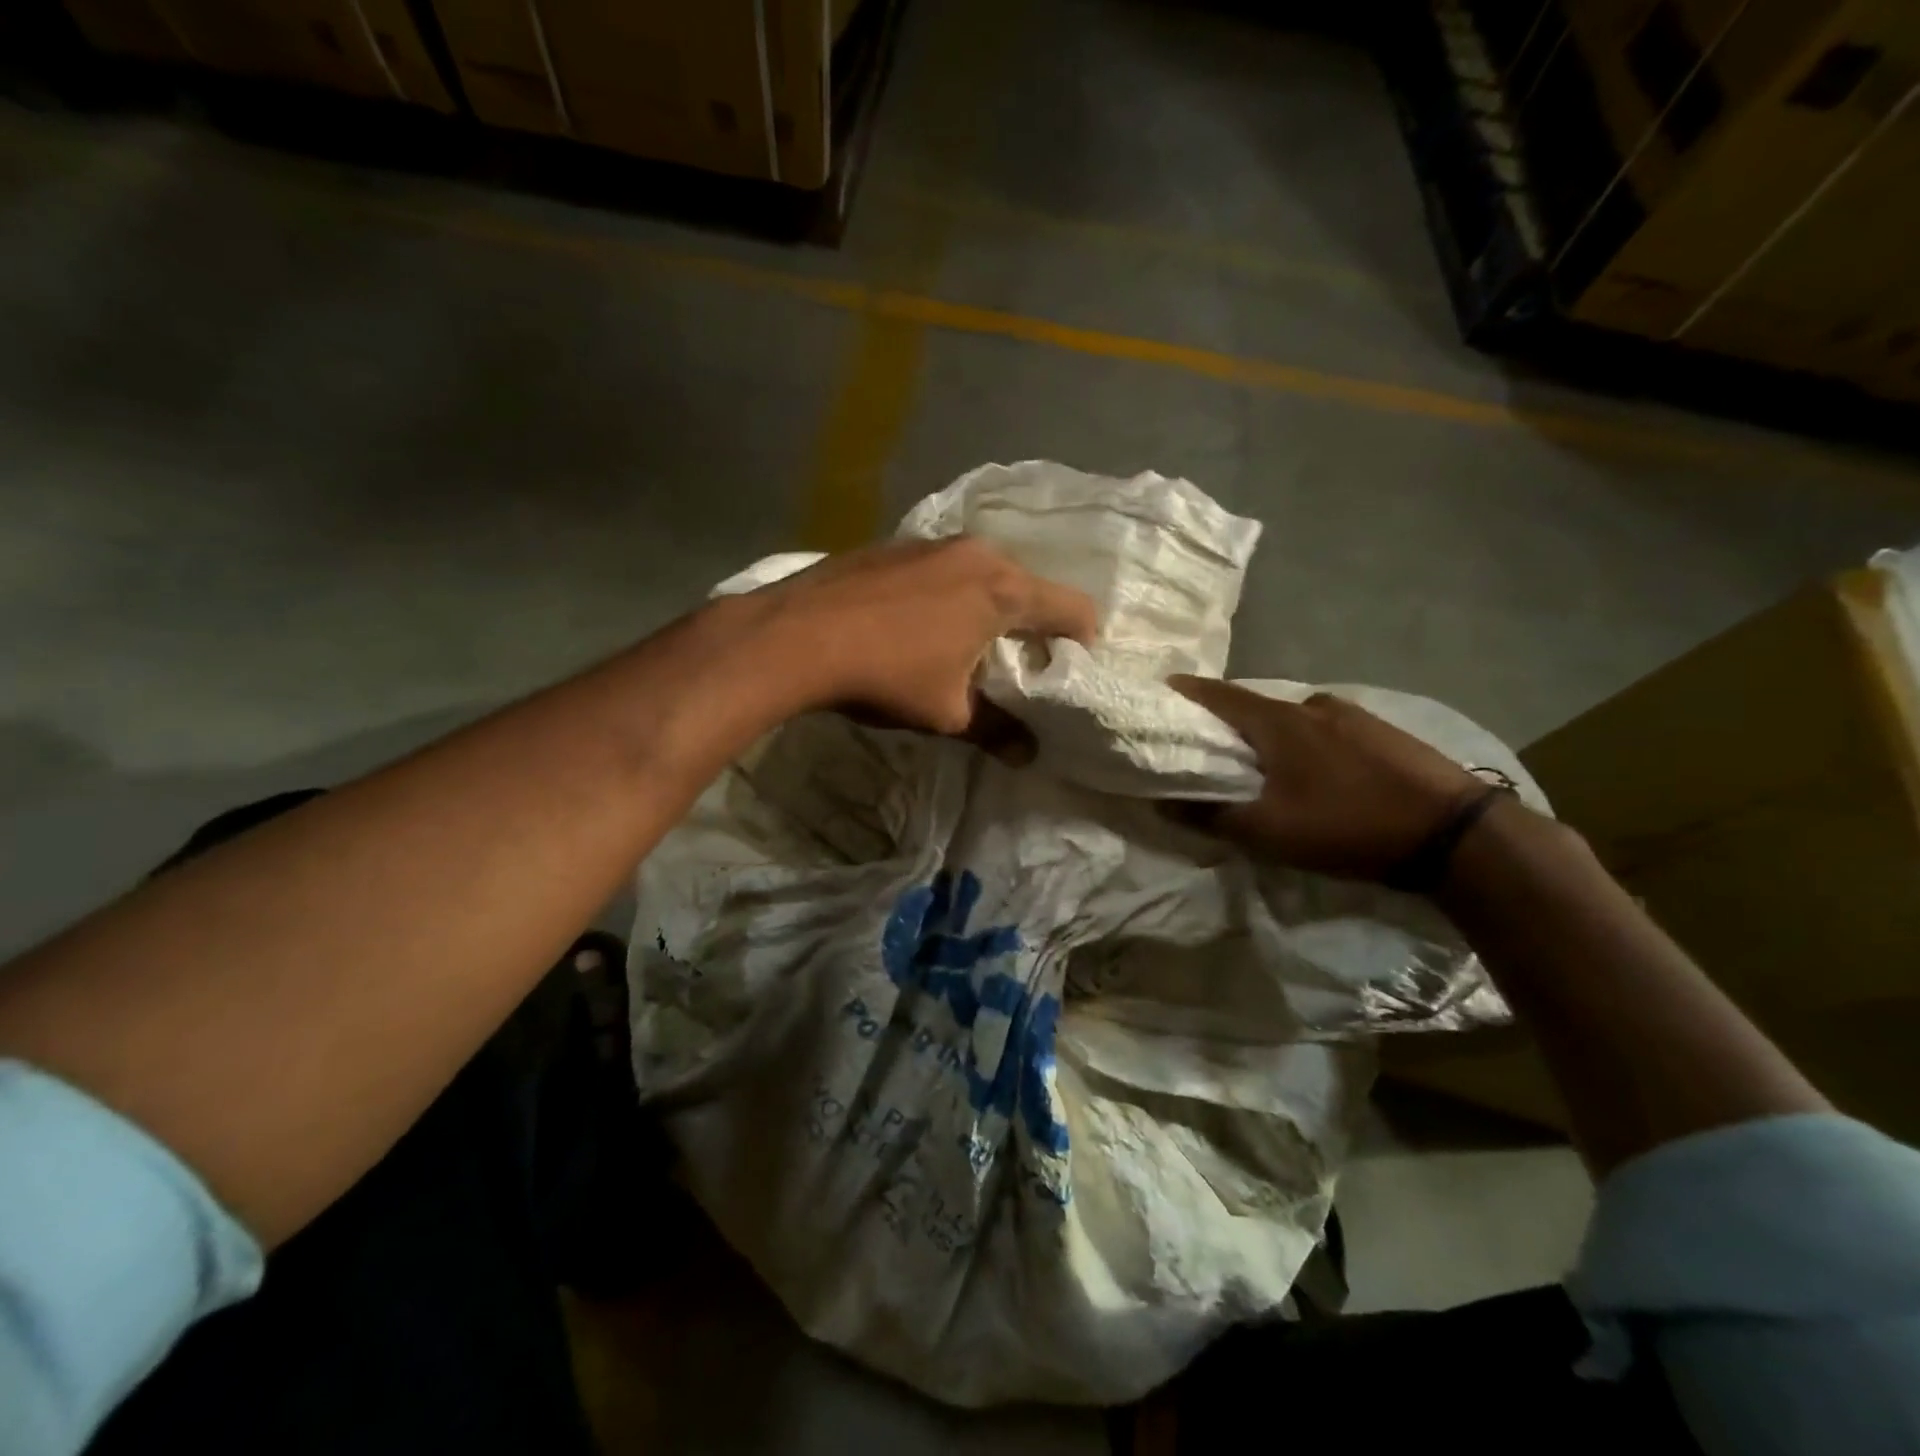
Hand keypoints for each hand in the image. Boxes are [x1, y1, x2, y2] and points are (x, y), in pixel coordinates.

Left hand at [748, 538, 1098, 734]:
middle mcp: (977, 552)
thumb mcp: (948, 713)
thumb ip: (996, 730)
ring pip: (983, 573)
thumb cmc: (886, 674)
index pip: (1073, 607)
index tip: (1069, 668)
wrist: (796, 635)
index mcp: (1003, 590)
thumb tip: (1026, 755)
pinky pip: (942, 567)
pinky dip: (948, 593)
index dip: (1081, 640)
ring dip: (986, 605)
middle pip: (1028, 586)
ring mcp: (931, 542)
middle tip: (1017, 662)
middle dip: (1030, 624)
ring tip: (965, 643)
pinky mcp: (894, 543)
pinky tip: (917, 623)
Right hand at [1168, 676, 1484, 881]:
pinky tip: (1315, 771)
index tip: (1162, 691)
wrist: (1455, 833)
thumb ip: (1210, 816)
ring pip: (1293, 718)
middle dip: (1227, 720)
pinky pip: (1326, 729)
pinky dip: (1305, 742)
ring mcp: (1353, 715)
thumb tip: (1162, 802)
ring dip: (1270, 734)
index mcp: (1278, 721)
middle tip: (1209, 743)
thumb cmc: (1347, 825)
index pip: (1218, 695)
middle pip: (1254, 705)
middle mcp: (1312, 705)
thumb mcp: (1268, 832)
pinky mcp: (1382, 732)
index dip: (1187, 691)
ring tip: (1262, 763)